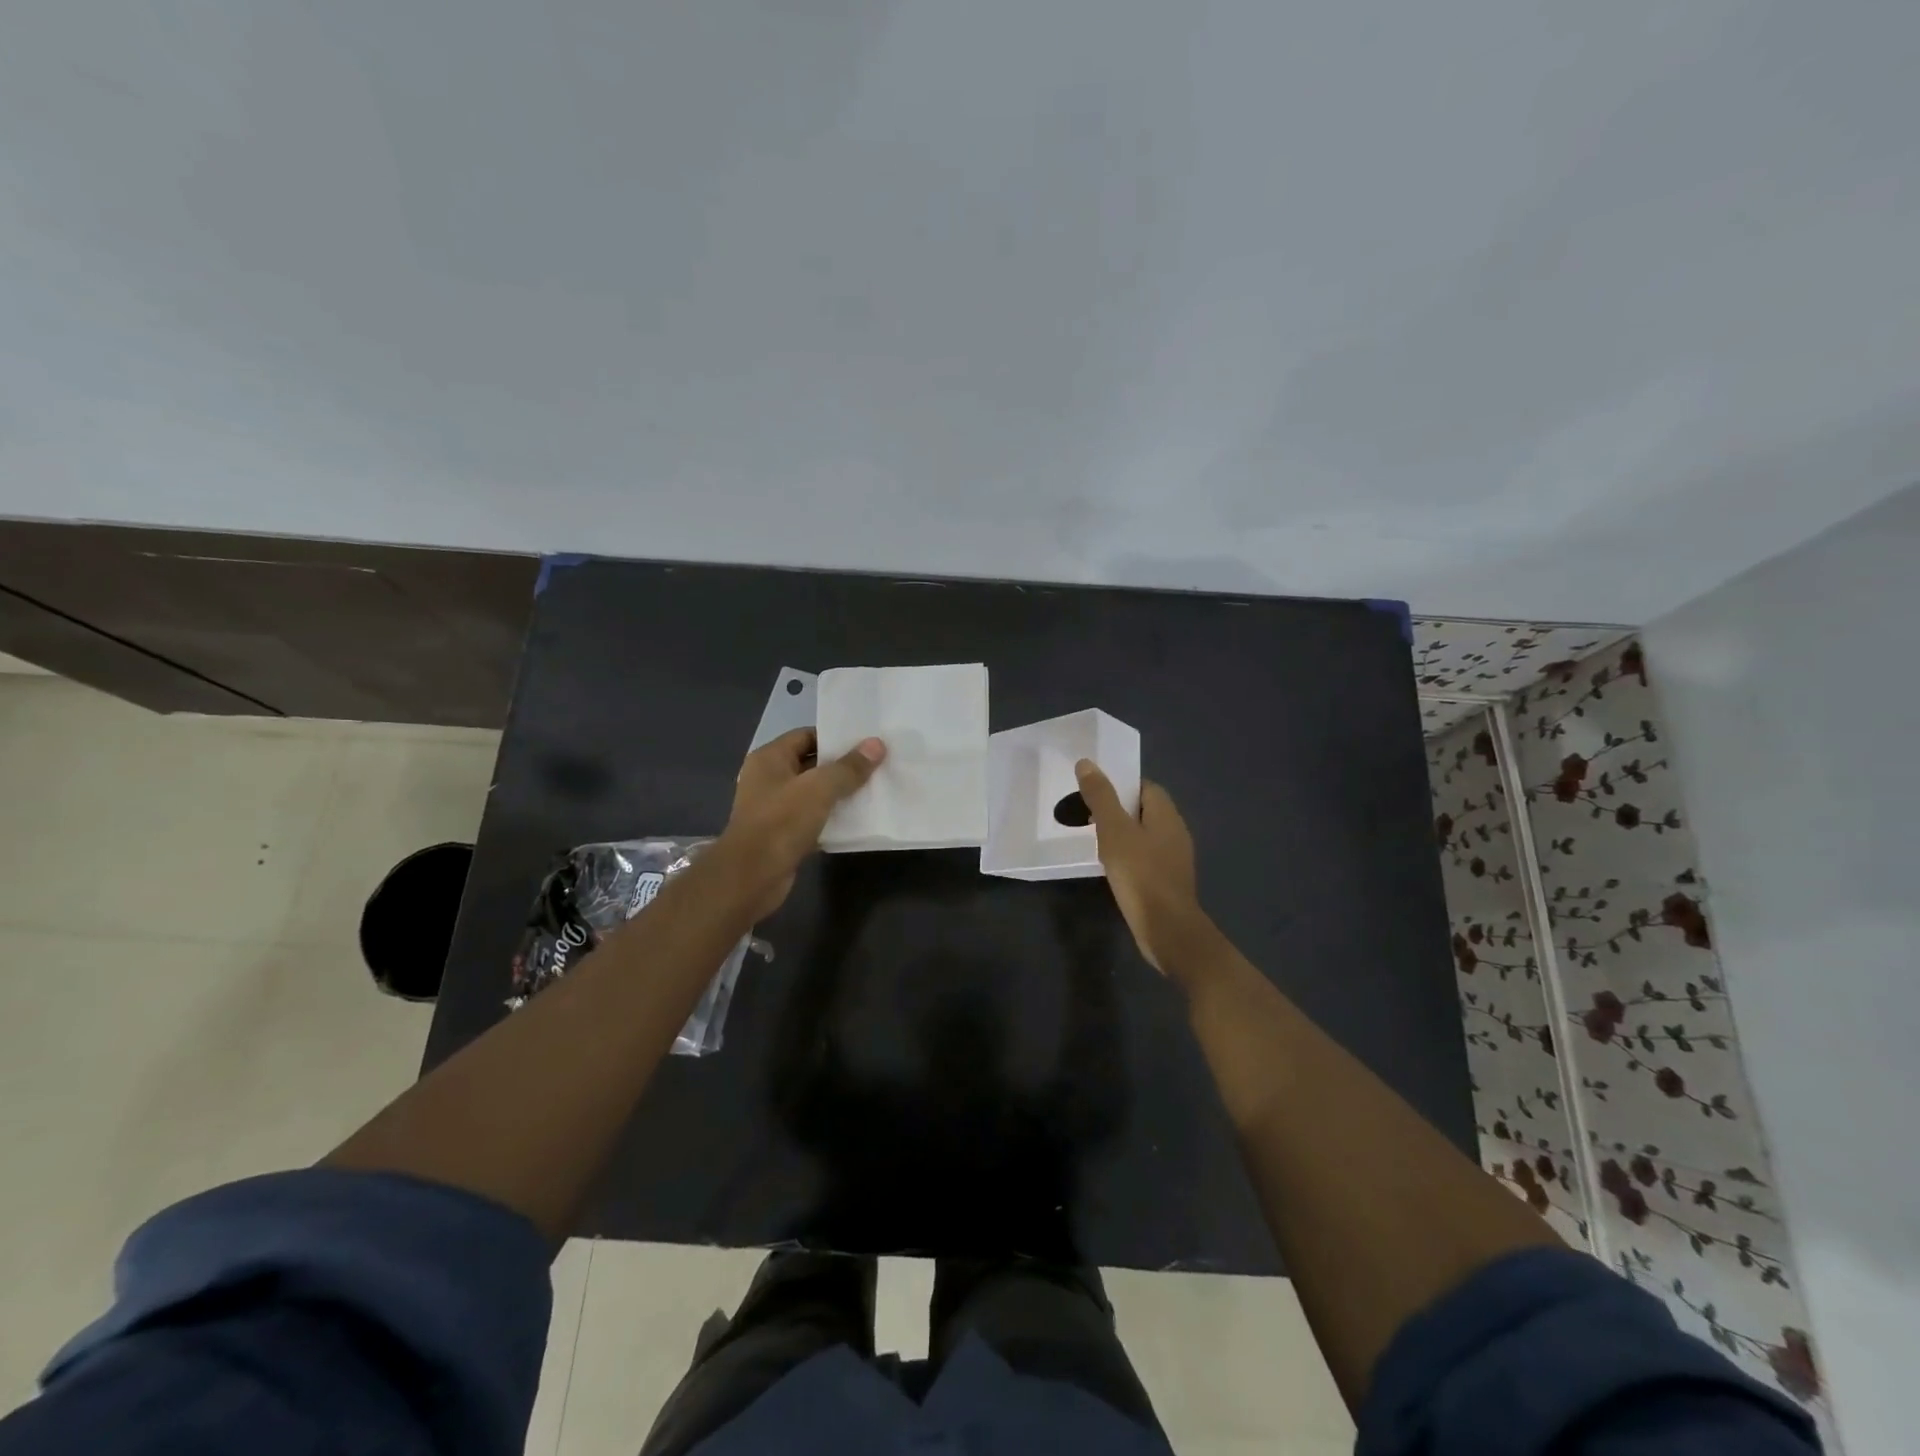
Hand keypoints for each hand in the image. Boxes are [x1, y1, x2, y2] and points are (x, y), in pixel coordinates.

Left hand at [720, 728, 885, 918]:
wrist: (751, 877)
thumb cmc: (781, 822)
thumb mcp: (819, 789)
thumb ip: (849, 767)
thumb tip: (877, 744)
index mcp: (770, 759)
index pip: (806, 736)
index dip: (835, 737)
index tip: (866, 742)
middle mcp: (769, 779)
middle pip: (811, 764)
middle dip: (842, 766)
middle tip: (877, 765)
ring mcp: (775, 809)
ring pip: (814, 794)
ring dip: (840, 794)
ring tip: (874, 790)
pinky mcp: (783, 835)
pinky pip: (813, 820)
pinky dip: (832, 819)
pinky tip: (858, 821)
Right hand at [1074, 760, 1204, 974]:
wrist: (1167, 929)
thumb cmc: (1141, 874)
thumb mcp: (1114, 831)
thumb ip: (1101, 797)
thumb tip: (1087, 763)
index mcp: (1166, 814)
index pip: (1145, 786)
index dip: (1120, 785)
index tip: (1094, 792)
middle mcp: (1175, 832)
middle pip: (1145, 810)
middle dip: (1118, 809)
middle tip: (1087, 815)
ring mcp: (1174, 859)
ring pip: (1144, 835)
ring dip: (1122, 834)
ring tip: (1094, 840)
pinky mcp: (1168, 881)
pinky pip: (1145, 858)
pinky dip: (1128, 856)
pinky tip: (1111, 868)